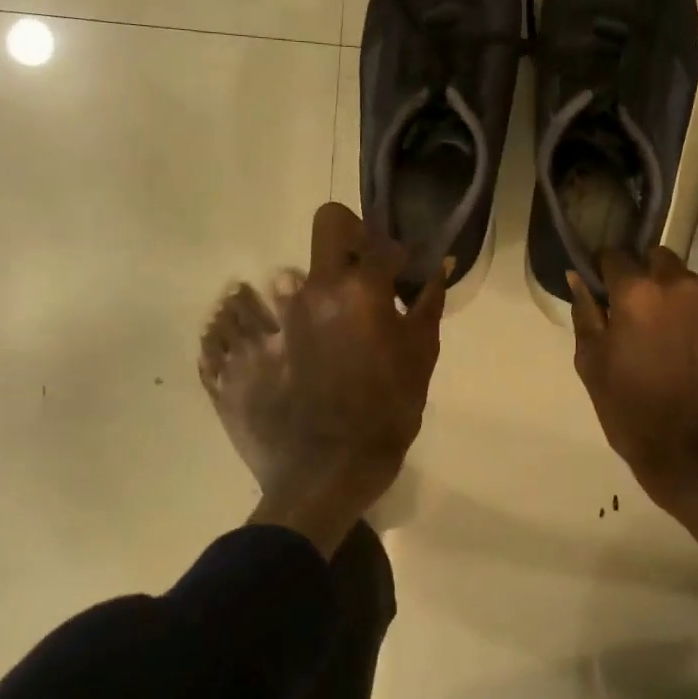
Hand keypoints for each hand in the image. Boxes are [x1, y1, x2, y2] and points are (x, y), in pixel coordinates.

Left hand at [284, 202, 446, 480]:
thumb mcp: (420, 359)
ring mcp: (281, 312)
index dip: (401, 253)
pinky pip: (273, 308)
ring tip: (337, 323)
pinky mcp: (258, 338)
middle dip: (353, 235)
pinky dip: (292, 315)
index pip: (384, 243)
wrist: (326, 472)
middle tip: (367, 268)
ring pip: (301, 270)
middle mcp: (315, 289)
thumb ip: (428, 305)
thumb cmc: (386, 414)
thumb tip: (440, 268)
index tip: (407, 270)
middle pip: (329, 225)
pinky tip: (308, 345)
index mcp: (360, 291)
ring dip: (323, 284)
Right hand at [568, 247, 697, 501]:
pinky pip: (693, 295)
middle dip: (635, 272)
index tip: (594, 289)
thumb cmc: (630, 408)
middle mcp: (675, 284)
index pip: (613, 255)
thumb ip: (585, 312)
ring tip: (648, 323)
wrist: (691, 450)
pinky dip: (679, 303)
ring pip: (675, 273)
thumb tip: (578, 277)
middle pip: (651, 257)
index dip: (599, 269)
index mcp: (637, 292)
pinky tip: (669, 335)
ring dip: (660, 287)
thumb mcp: (591, 362)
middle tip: (622, 306)